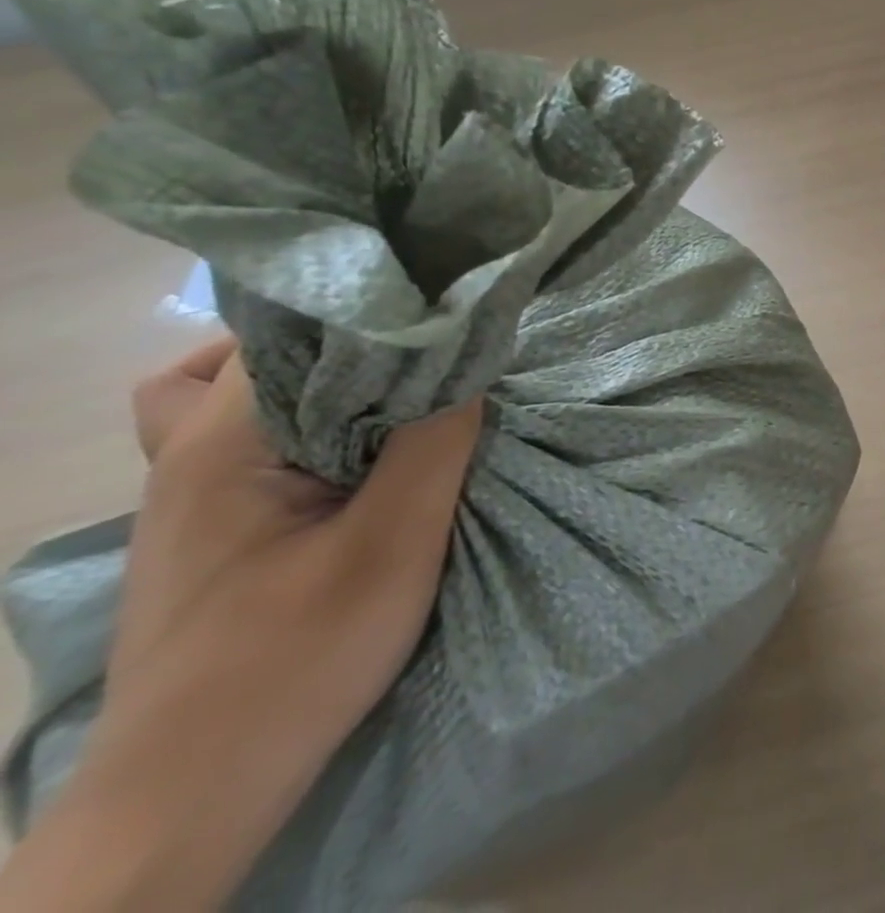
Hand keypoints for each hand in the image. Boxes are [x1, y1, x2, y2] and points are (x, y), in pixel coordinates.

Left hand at [0, 339, 484, 911]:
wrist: (189, 801)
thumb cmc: (293, 660)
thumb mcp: (394, 543)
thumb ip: (436, 439)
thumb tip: (470, 356)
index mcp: (216, 446)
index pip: (291, 332)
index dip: (373, 313)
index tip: (444, 312)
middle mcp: (186, 457)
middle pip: (256, 354)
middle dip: (346, 341)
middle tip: (423, 352)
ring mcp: (190, 499)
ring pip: (244, 399)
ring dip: (321, 386)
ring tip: (392, 396)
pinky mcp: (212, 532)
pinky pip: (256, 445)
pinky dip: (308, 428)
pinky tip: (358, 460)